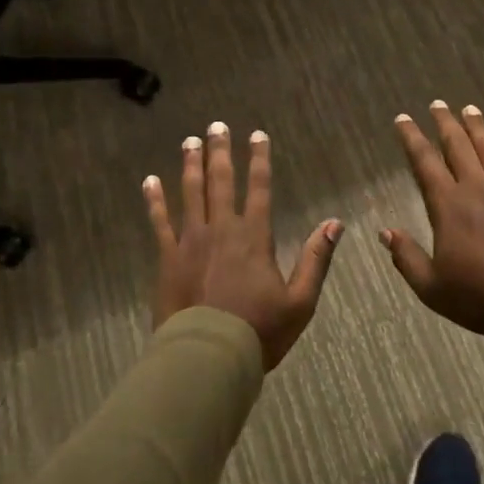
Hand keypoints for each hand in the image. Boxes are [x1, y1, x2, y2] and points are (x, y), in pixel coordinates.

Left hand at [144, 123, 342, 370]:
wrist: (208, 356)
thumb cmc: (259, 331)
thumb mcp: (301, 300)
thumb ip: (316, 258)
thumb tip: (334, 223)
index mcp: (254, 237)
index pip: (259, 188)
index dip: (259, 160)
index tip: (257, 135)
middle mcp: (222, 229)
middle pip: (221, 182)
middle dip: (220, 152)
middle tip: (216, 126)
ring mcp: (191, 241)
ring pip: (190, 193)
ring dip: (191, 165)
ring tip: (190, 142)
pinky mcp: (168, 258)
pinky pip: (159, 222)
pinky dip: (155, 200)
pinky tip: (149, 181)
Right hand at [382, 102, 483, 339]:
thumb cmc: (479, 298)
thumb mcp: (431, 287)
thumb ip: (406, 257)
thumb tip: (385, 232)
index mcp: (447, 205)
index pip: (424, 162)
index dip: (412, 138)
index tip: (403, 119)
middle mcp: (476, 187)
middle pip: (457, 145)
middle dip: (444, 122)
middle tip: (437, 104)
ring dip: (476, 125)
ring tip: (468, 108)